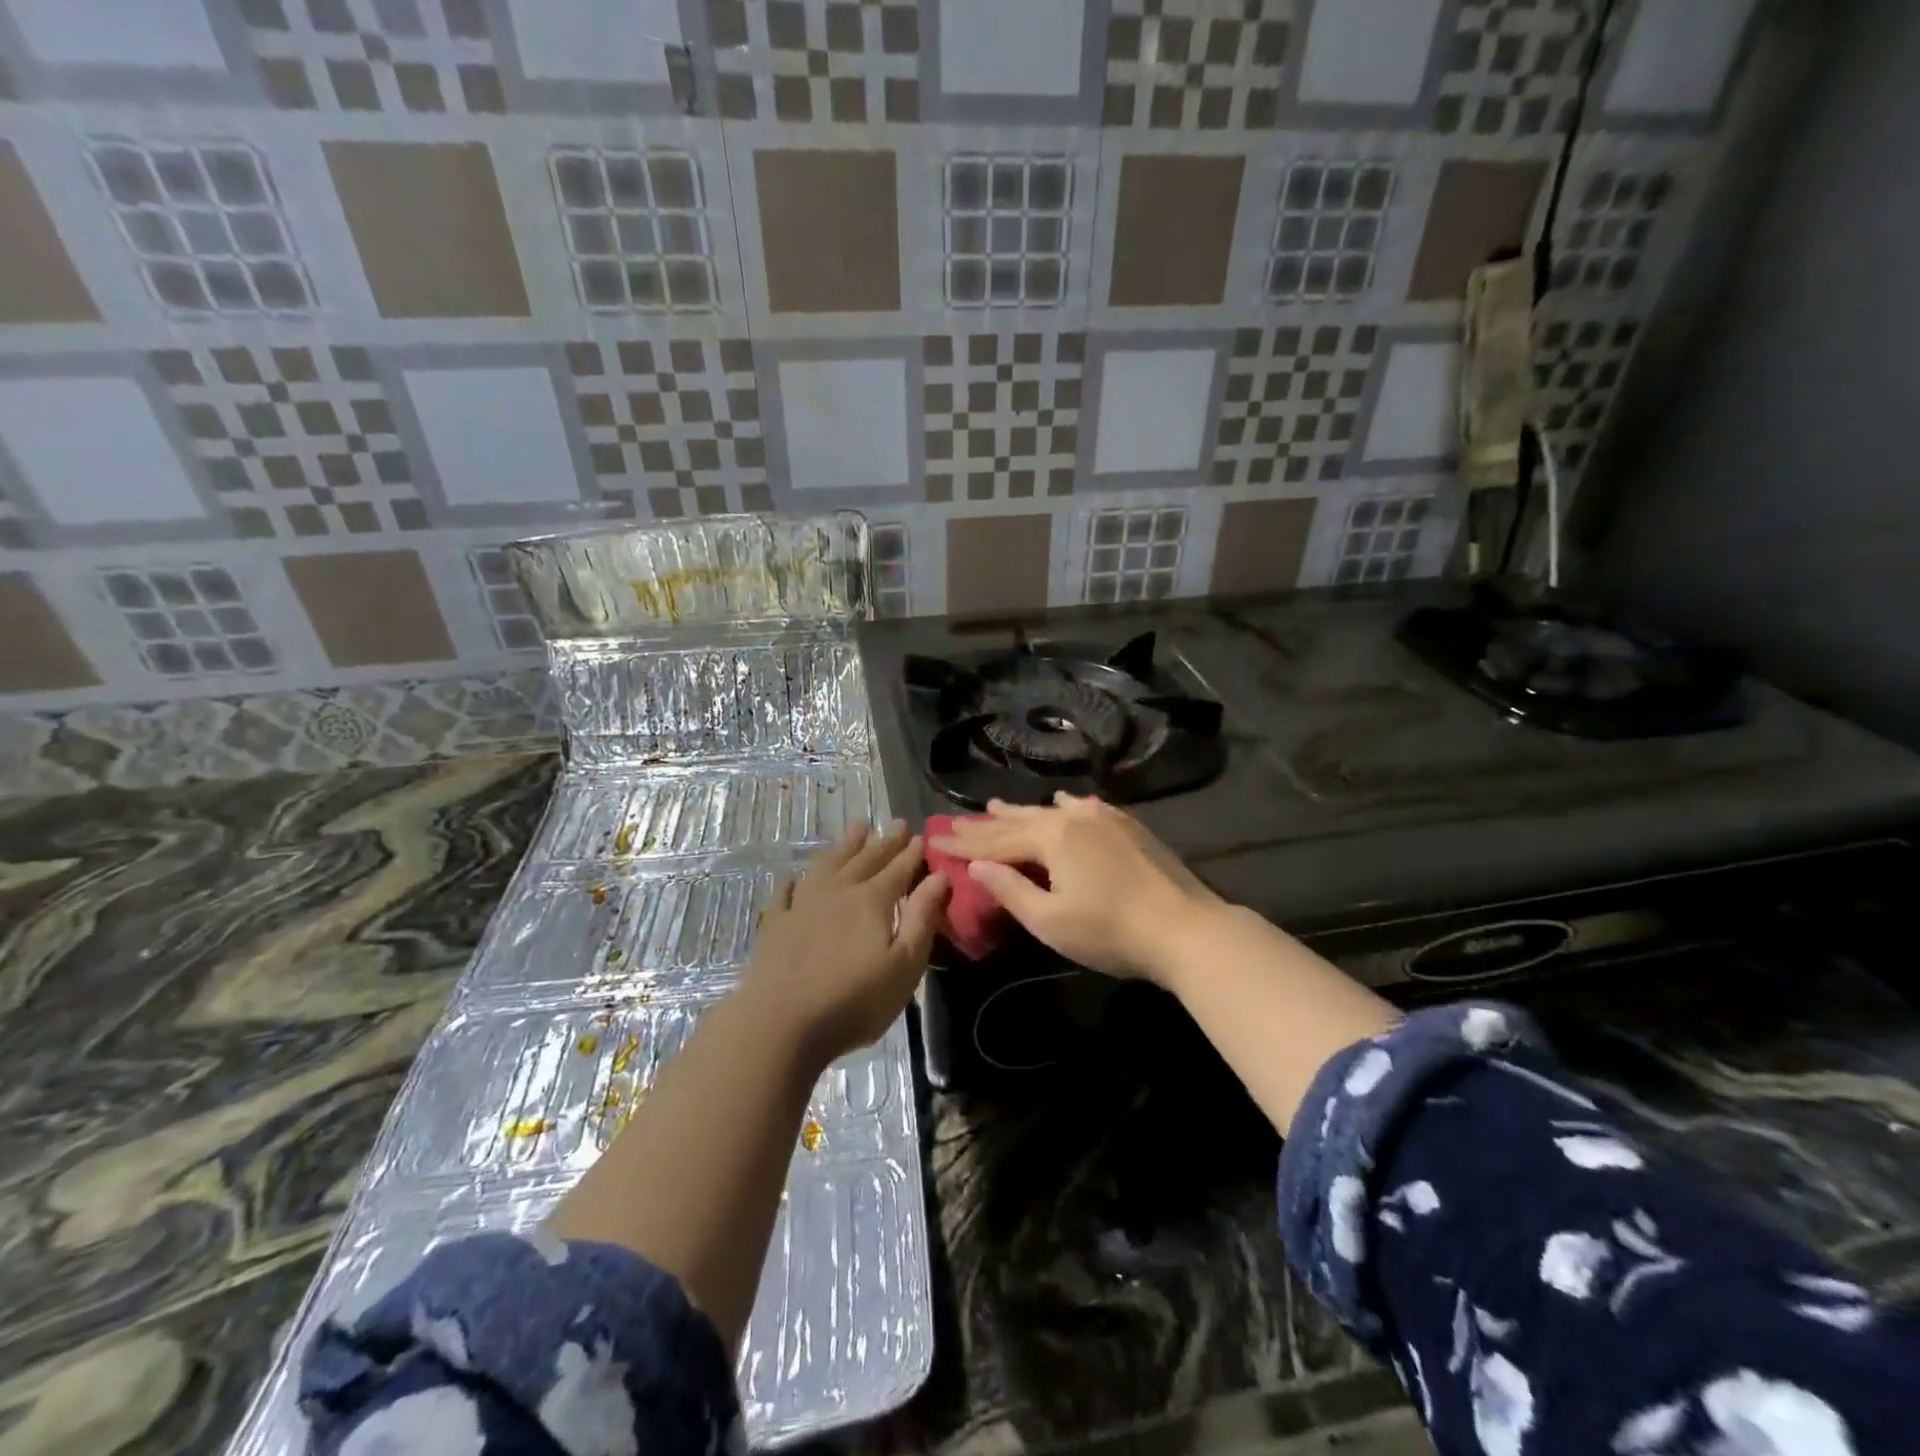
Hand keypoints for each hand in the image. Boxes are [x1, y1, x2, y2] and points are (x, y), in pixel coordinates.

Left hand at [743, 821, 950, 1066]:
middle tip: (896, 823)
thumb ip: (923, 917)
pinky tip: (795, 880)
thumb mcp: (905, 964)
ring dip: (845, 846)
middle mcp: (838, 892)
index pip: (898, 869)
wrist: (781, 1023)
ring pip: (827, 865)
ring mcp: (802, 905)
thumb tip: (939, 877)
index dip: (911, 853)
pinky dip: (794, 883)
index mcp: (872, 900)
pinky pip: (786, 893)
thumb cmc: (854, 1000)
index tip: (921, 835)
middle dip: (884, 841)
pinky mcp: (775, 925)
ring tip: (857, 827)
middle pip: (865, 859)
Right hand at [929, 793, 1222, 983]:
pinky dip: (1063, 807)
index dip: (965, 845)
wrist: (1186, 929)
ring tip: (995, 805)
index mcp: (1051, 838)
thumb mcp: (1050, 920)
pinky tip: (1062, 801)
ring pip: (1051, 811)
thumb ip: (1010, 889)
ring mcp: (1105, 818)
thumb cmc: (1110, 932)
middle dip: (986, 824)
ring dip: (1020, 811)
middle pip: (1020, 821)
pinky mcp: (1128, 827)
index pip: (996, 841)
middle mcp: (1074, 818)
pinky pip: (1084, 808)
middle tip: (956, 821)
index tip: (936, 840)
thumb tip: (976, 867)